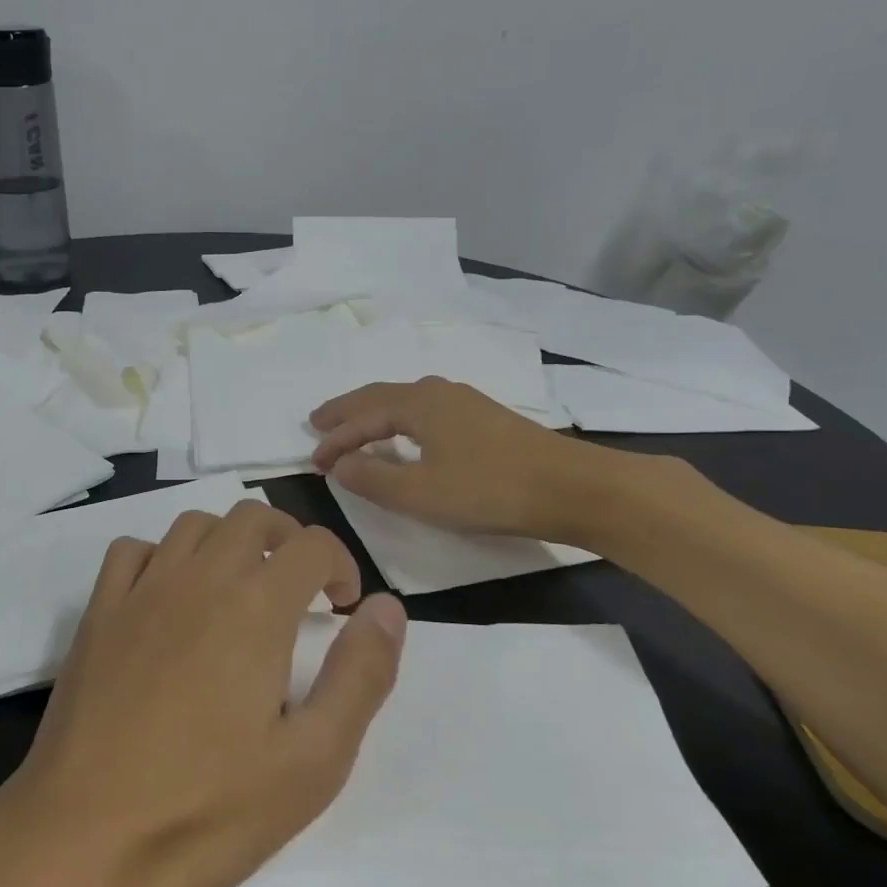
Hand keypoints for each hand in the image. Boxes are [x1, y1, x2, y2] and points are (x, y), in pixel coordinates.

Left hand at [0, 501, 407, 886]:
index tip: (342, 608)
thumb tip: (388, 607)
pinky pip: (133, 551)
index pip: (312, 544)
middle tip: (300, 591)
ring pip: (194, 524)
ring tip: (241, 589)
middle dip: (289, 540)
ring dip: (229, 541)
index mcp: (256, 607)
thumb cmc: (208, 809)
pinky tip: (170, 596)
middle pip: (253, 516)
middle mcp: (199, 579)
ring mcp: (141, 591)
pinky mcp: (98, 614)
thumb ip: (361, 675)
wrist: (83, 838)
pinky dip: (163, 555)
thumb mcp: (313, 761)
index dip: (341, 564)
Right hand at [310, 377, 629, 544]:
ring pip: (404, 400)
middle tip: (318, 423)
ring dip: (373, 413)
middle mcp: (438, 392)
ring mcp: (465, 402)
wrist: (572, 488)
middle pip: (380, 396)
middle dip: (347, 411)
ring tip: (354, 426)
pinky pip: (425, 409)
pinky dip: (399, 419)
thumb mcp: (420, 494)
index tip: (313, 461)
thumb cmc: (489, 490)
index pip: (362, 416)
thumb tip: (338, 465)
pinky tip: (406, 434)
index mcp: (418, 404)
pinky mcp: (484, 418)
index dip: (335, 439)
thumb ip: (372, 479)